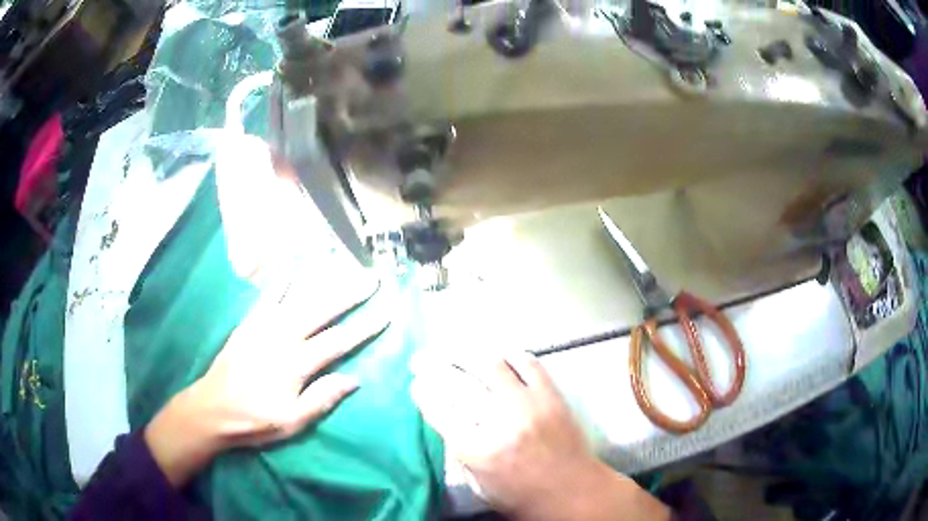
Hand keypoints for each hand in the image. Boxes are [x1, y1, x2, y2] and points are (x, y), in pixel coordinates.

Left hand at [145, 276, 386, 487]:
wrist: (212, 409)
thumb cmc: (254, 420)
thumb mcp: (291, 421)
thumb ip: (321, 399)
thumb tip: (352, 379)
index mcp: (295, 364)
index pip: (337, 342)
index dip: (364, 327)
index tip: (386, 313)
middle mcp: (281, 337)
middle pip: (321, 310)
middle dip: (349, 294)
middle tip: (371, 279)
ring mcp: (263, 326)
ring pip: (298, 298)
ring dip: (322, 281)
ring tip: (341, 265)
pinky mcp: (249, 323)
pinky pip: (266, 297)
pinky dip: (279, 281)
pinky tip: (291, 268)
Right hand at [411, 351, 669, 520]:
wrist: (573, 491)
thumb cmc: (522, 495)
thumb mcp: (479, 484)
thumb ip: (459, 452)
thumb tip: (446, 418)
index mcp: (477, 450)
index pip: (440, 410)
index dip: (423, 392)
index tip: (416, 383)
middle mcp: (500, 422)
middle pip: (457, 383)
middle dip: (433, 366)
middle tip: (421, 359)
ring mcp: (528, 404)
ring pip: (490, 364)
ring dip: (466, 352)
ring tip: (453, 349)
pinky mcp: (551, 395)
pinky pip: (528, 362)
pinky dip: (509, 354)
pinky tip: (498, 354)